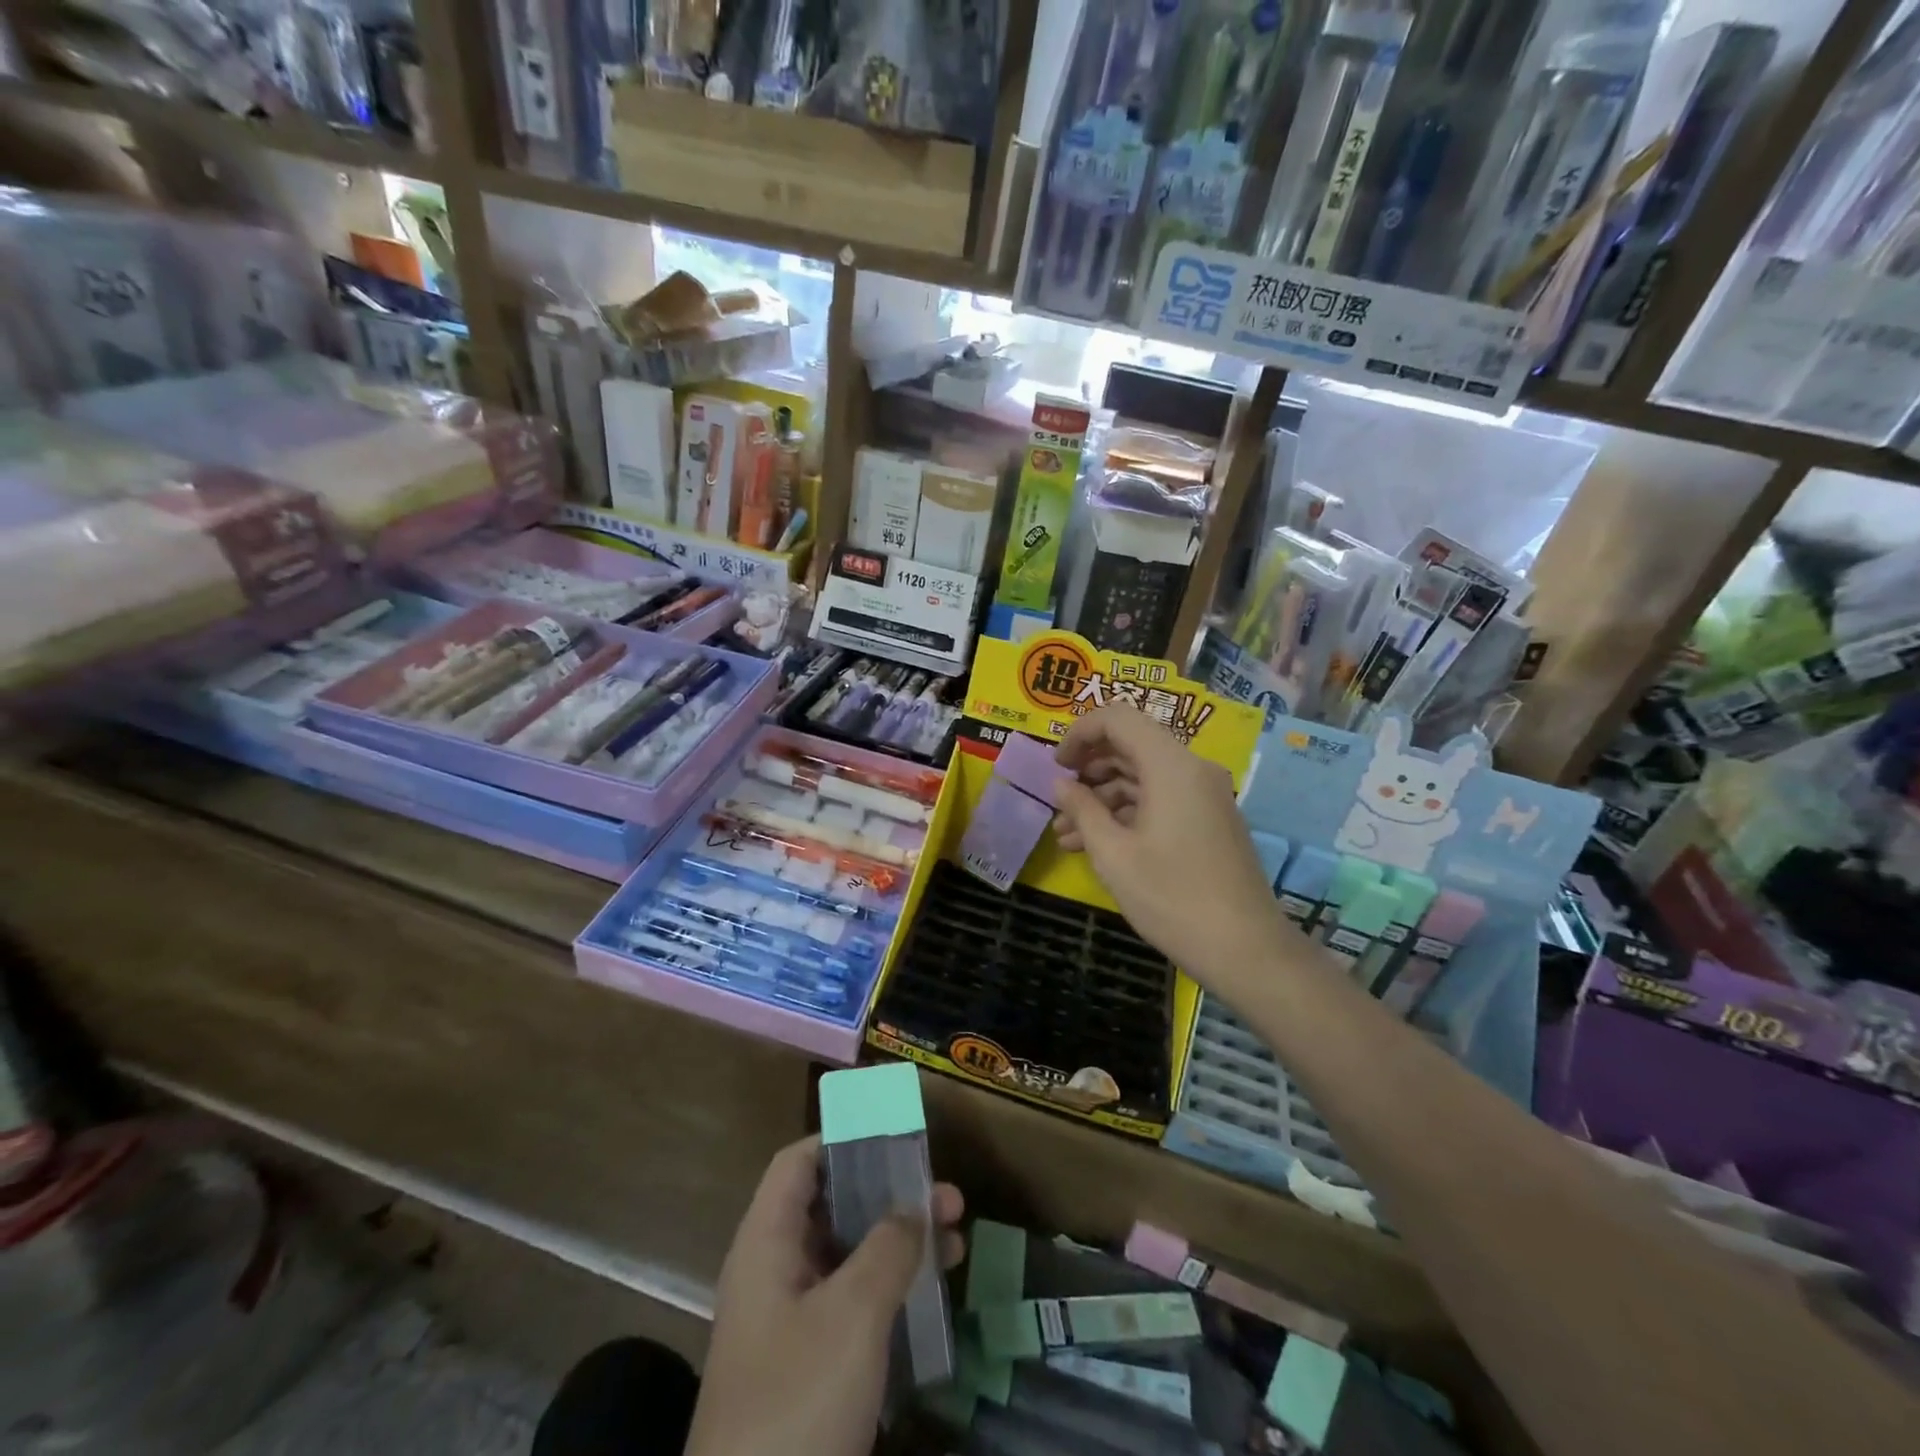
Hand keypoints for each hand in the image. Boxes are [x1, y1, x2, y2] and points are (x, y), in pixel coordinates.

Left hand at [686, 1135, 965, 1455]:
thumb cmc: (797, 1400)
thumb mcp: (852, 1314)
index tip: (896, 1135)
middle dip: (890, 1194)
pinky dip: (890, 1291)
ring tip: (957, 1241)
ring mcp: (788, 1323)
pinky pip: (851, 1305)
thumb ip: (888, 1248)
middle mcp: (773, 1272)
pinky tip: (932, 1300)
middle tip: (948, 1195)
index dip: (842, 1140)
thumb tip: (913, 1207)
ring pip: (848, 1258)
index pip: (798, 1163)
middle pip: (832, 1207)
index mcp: (766, 1243)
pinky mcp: (805, 1368)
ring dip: (899, 1243)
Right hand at [1053, 703, 1290, 984]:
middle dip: (1088, 768)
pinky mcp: (1207, 821)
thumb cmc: (1172, 898)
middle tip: (1057, 799)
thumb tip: (1060, 783)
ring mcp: (1204, 796)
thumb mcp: (1113, 854)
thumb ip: (1082, 809)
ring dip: (1102, 797)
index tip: (1055, 766)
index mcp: (1171, 766)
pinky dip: (1126, 814)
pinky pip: (1159, 800)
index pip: (1118, 719)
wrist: (1245, 950)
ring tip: (1065, 833)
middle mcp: (1192, 770)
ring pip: (1142, 777)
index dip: (1079, 733)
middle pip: (1131, 745)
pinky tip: (1094, 844)